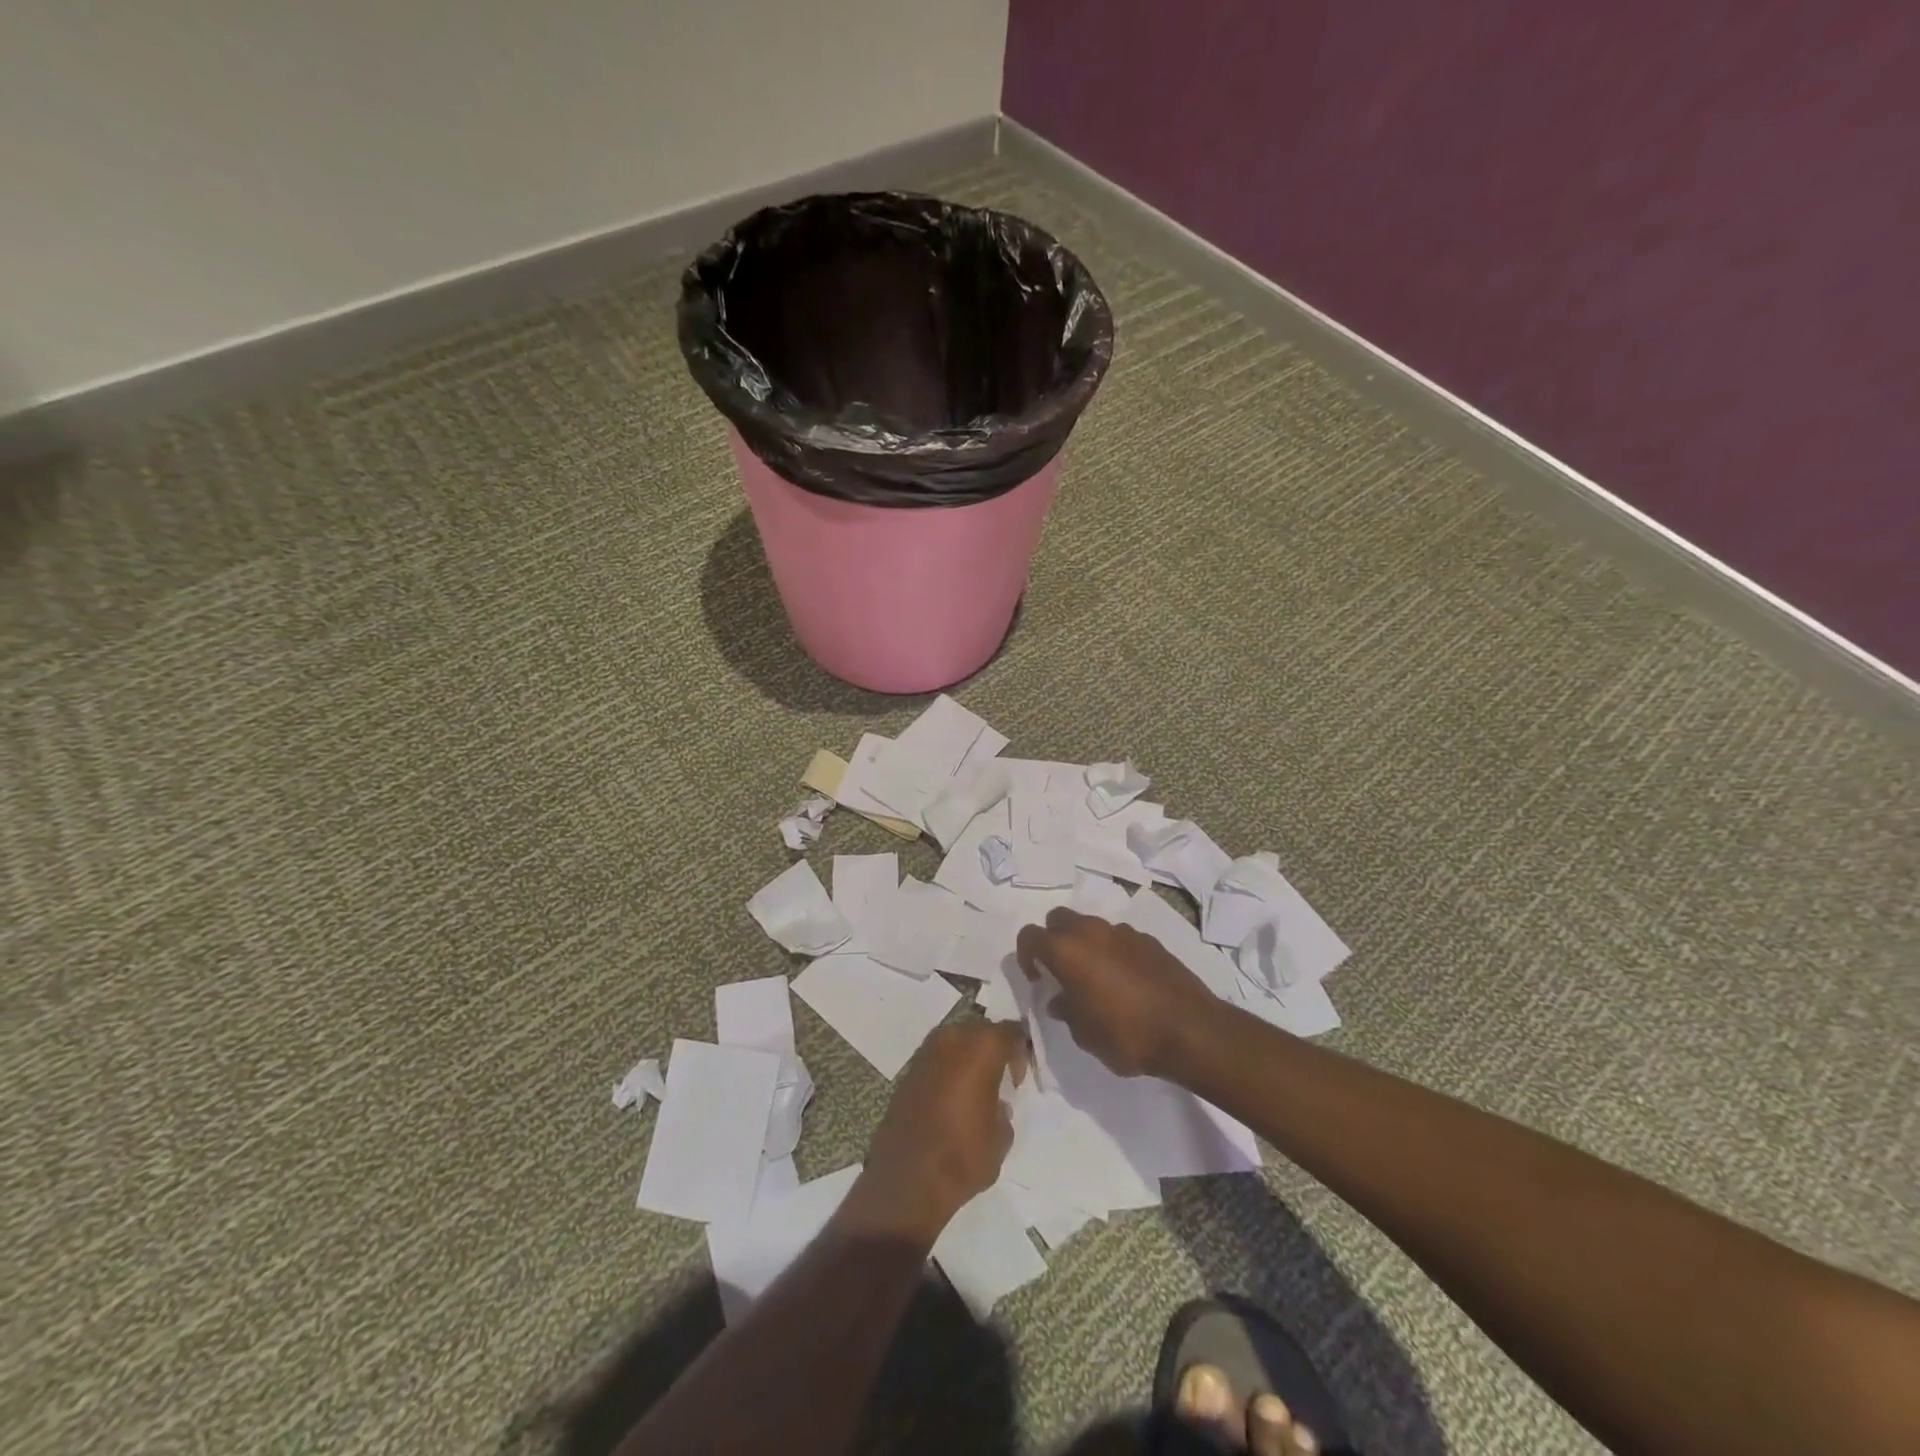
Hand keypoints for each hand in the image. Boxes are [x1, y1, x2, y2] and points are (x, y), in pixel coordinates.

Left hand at [848, 1021, 1028, 1242]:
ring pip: (957, 1041)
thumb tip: (995, 1104)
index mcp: (982, 1047)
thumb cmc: (963, 1154)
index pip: (1011, 1032)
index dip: (1020, 1050)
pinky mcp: (909, 1069)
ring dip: (969, 1058)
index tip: (1020, 1076)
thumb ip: (1003, 1109)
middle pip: (981, 1032)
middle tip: (1001, 1079)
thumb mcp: (1001, 1136)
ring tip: (976, 1088)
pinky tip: (953, 1096)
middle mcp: (953, 1038)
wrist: (907, 1177)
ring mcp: (927, 1051)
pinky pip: (938, 1058)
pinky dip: (949, 1069)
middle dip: (993, 1049)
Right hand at [1016, 907, 1222, 1077]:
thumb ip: (1066, 1011)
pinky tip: (1125, 982)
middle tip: (1060, 971)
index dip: (1026, 956)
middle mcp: (1092, 931)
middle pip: (1059, 919)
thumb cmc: (1127, 1034)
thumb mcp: (1085, 1034)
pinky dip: (1113, 952)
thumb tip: (1060, 1000)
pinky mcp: (1149, 940)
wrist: (1190, 1030)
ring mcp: (1123, 932)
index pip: (1030, 936)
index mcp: (1068, 951)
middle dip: (1053, 939)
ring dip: (1085, 945)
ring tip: (1095, 979)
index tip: (1037, 979)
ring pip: (1091, 926)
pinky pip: (1119, 938)